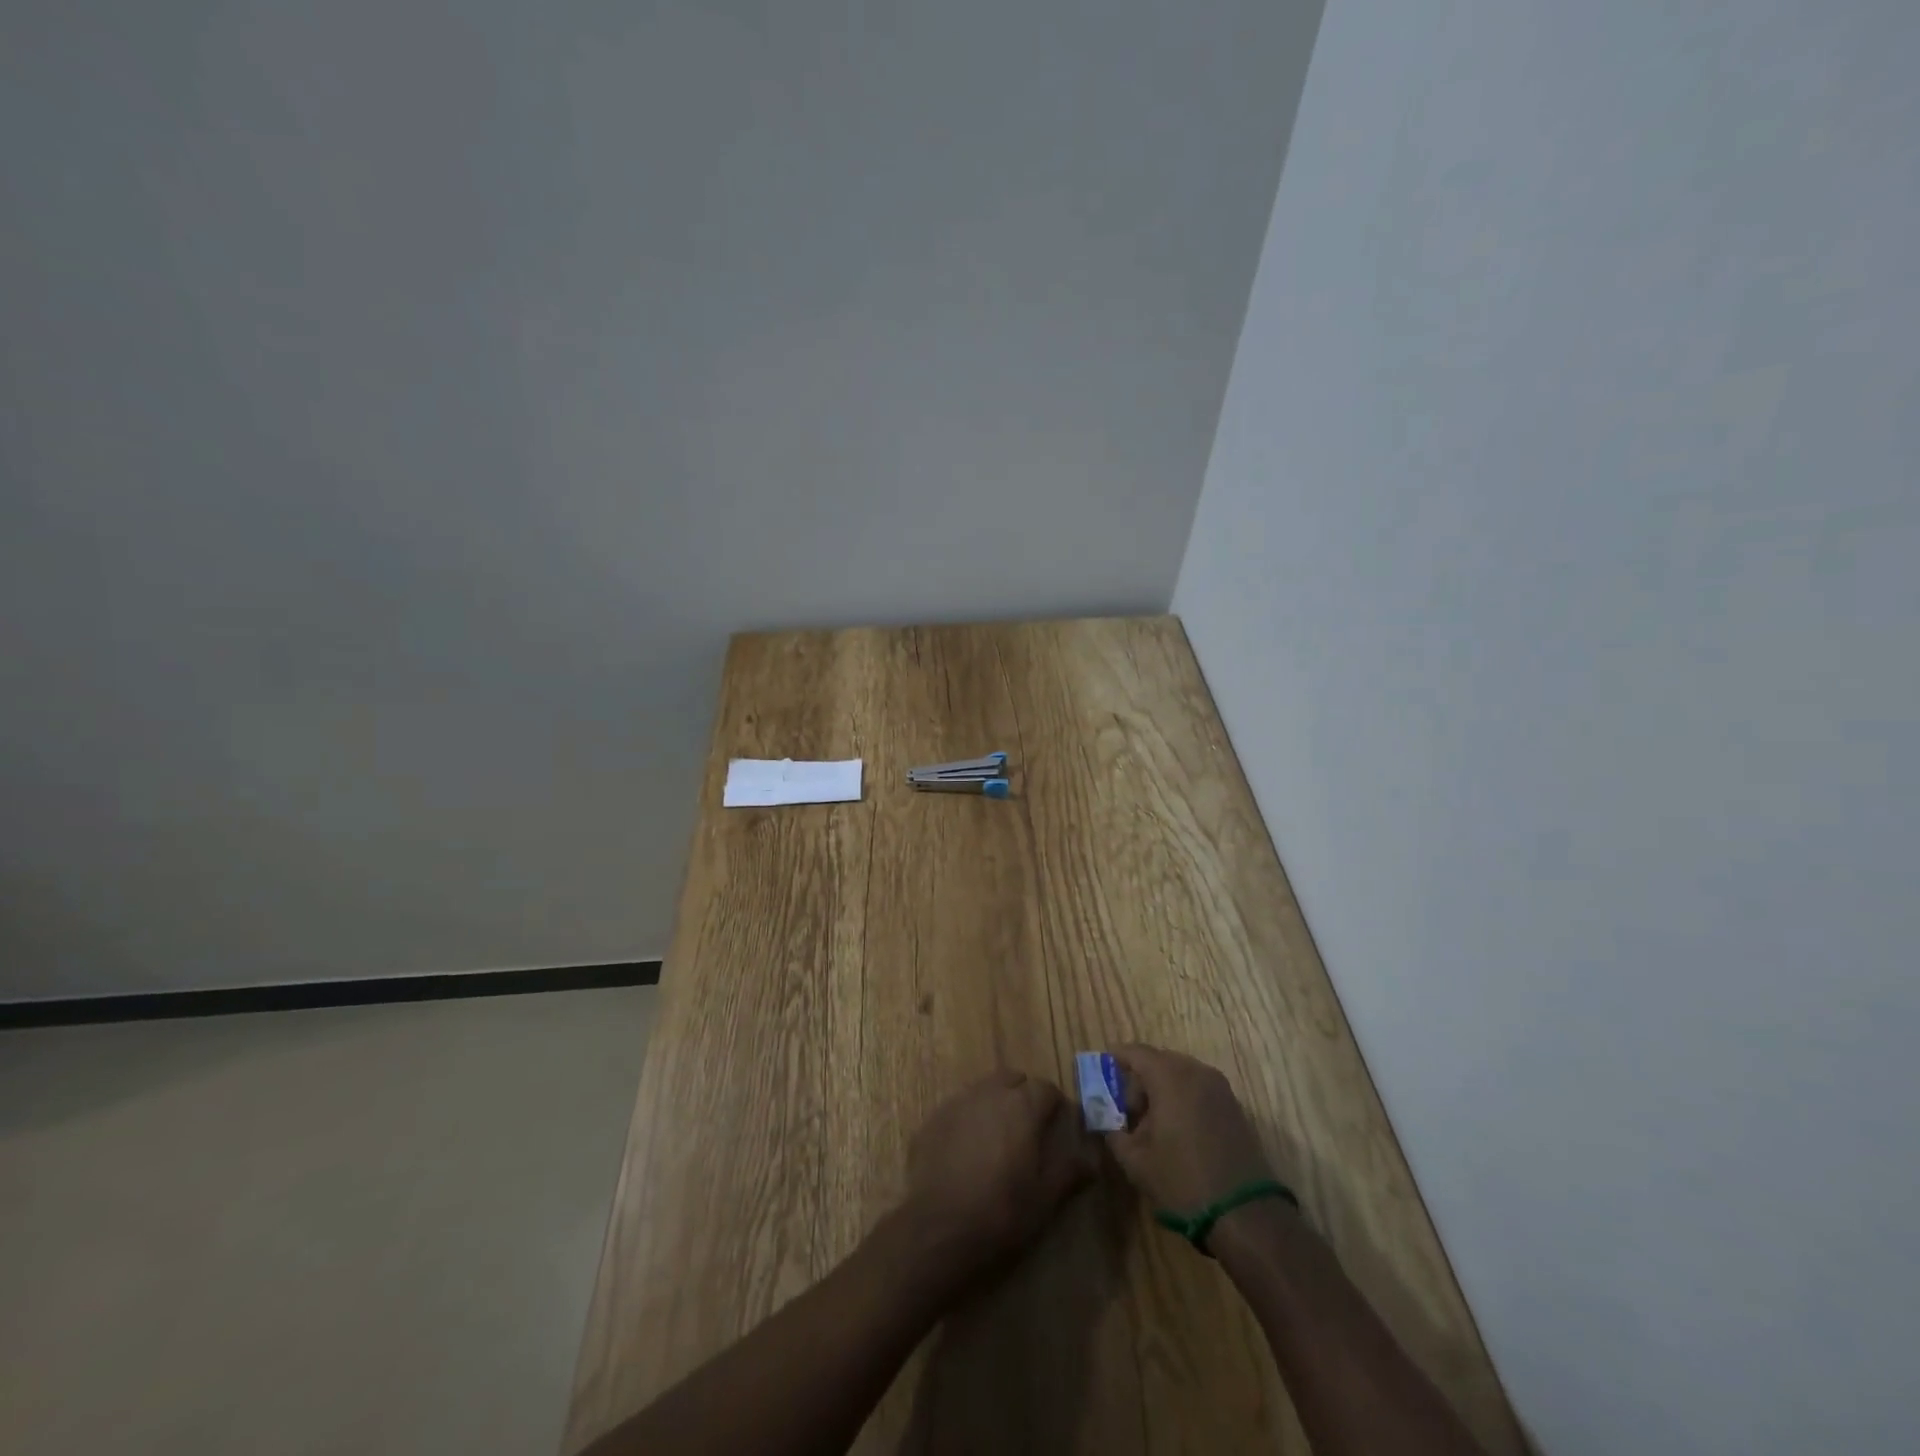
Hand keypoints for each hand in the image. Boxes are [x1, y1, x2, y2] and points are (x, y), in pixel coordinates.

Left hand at [902, 1070, 1097, 1279]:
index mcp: (1022, 1106)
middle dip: (1024, 1096)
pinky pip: (959, 1107)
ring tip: (998, 1140)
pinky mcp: (934, 1118)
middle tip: (1028, 1130)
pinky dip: (969, 1119)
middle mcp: (990, 1093)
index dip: (1055, 1106)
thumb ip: (1070, 1171)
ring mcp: (958, 1102)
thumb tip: (1092, 1158)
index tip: (1057, 1127)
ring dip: (996, 1104)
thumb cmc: (1001, 1211)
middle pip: (1013, 1079)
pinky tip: (967, 1150)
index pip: (1046, 1088)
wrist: (938, 1227)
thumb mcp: (1045, 1198)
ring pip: (984, 1090)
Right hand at [1104, 1045, 1276, 1211]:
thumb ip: (1114, 1133)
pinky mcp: (1234, 1106)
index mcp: (1169, 1076)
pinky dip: (1183, 1097)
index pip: (1136, 1052)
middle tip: (1127, 1109)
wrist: (1245, 1213)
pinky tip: (1177, 1130)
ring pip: (1181, 1074)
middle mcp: (1196, 1071)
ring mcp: (1219, 1087)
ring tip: (1152, 1124)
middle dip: (1140, 1078)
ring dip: (1162, 1089)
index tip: (1104, 1072)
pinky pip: (1199, 1088)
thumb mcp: (1136, 1161)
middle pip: (1159, 1061)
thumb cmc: (1183, 1181)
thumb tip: (1107, 1121)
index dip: (1117, 1059)